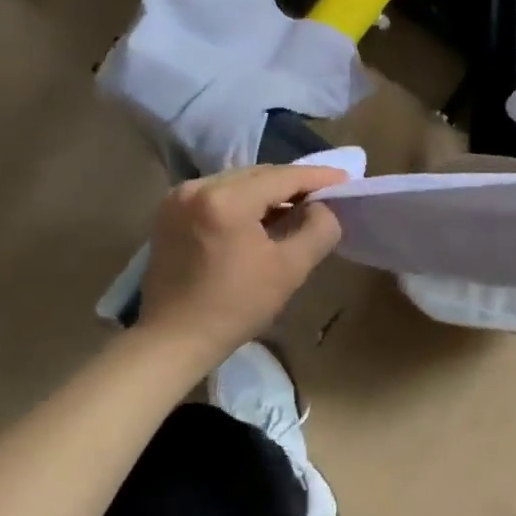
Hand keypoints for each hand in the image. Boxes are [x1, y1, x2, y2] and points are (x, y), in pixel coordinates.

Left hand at [138, 163, 348, 353]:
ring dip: (268, 192)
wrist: (173, 340)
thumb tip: (322, 208)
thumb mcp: (290, 269)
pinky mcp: (170, 211)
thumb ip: (318, 230)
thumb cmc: (236, 307)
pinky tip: (260, 217)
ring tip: (296, 207)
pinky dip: (243, 200)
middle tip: (324, 195)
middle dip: (293, 183)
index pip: (282, 177)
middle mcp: (198, 188)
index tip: (345, 178)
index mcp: (226, 200)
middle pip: (259, 174)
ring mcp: (178, 198)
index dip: (318, 177)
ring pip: (238, 182)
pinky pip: (218, 193)